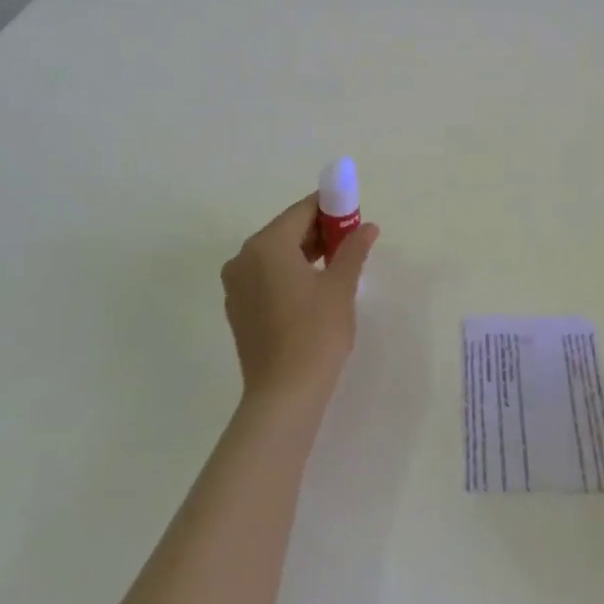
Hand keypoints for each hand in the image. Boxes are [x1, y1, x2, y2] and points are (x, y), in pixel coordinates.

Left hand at [220, 197, 377, 407]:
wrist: (284, 394)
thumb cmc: (315, 332)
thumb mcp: (340, 286)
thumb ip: (353, 249)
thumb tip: (367, 227)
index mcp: (266, 245)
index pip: (302, 211)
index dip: (331, 209)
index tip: (355, 216)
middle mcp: (243, 258)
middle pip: (286, 231)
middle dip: (319, 232)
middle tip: (351, 243)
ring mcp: (236, 285)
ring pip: (275, 255)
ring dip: (305, 253)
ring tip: (337, 267)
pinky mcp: (238, 309)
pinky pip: (266, 277)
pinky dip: (288, 274)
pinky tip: (313, 291)